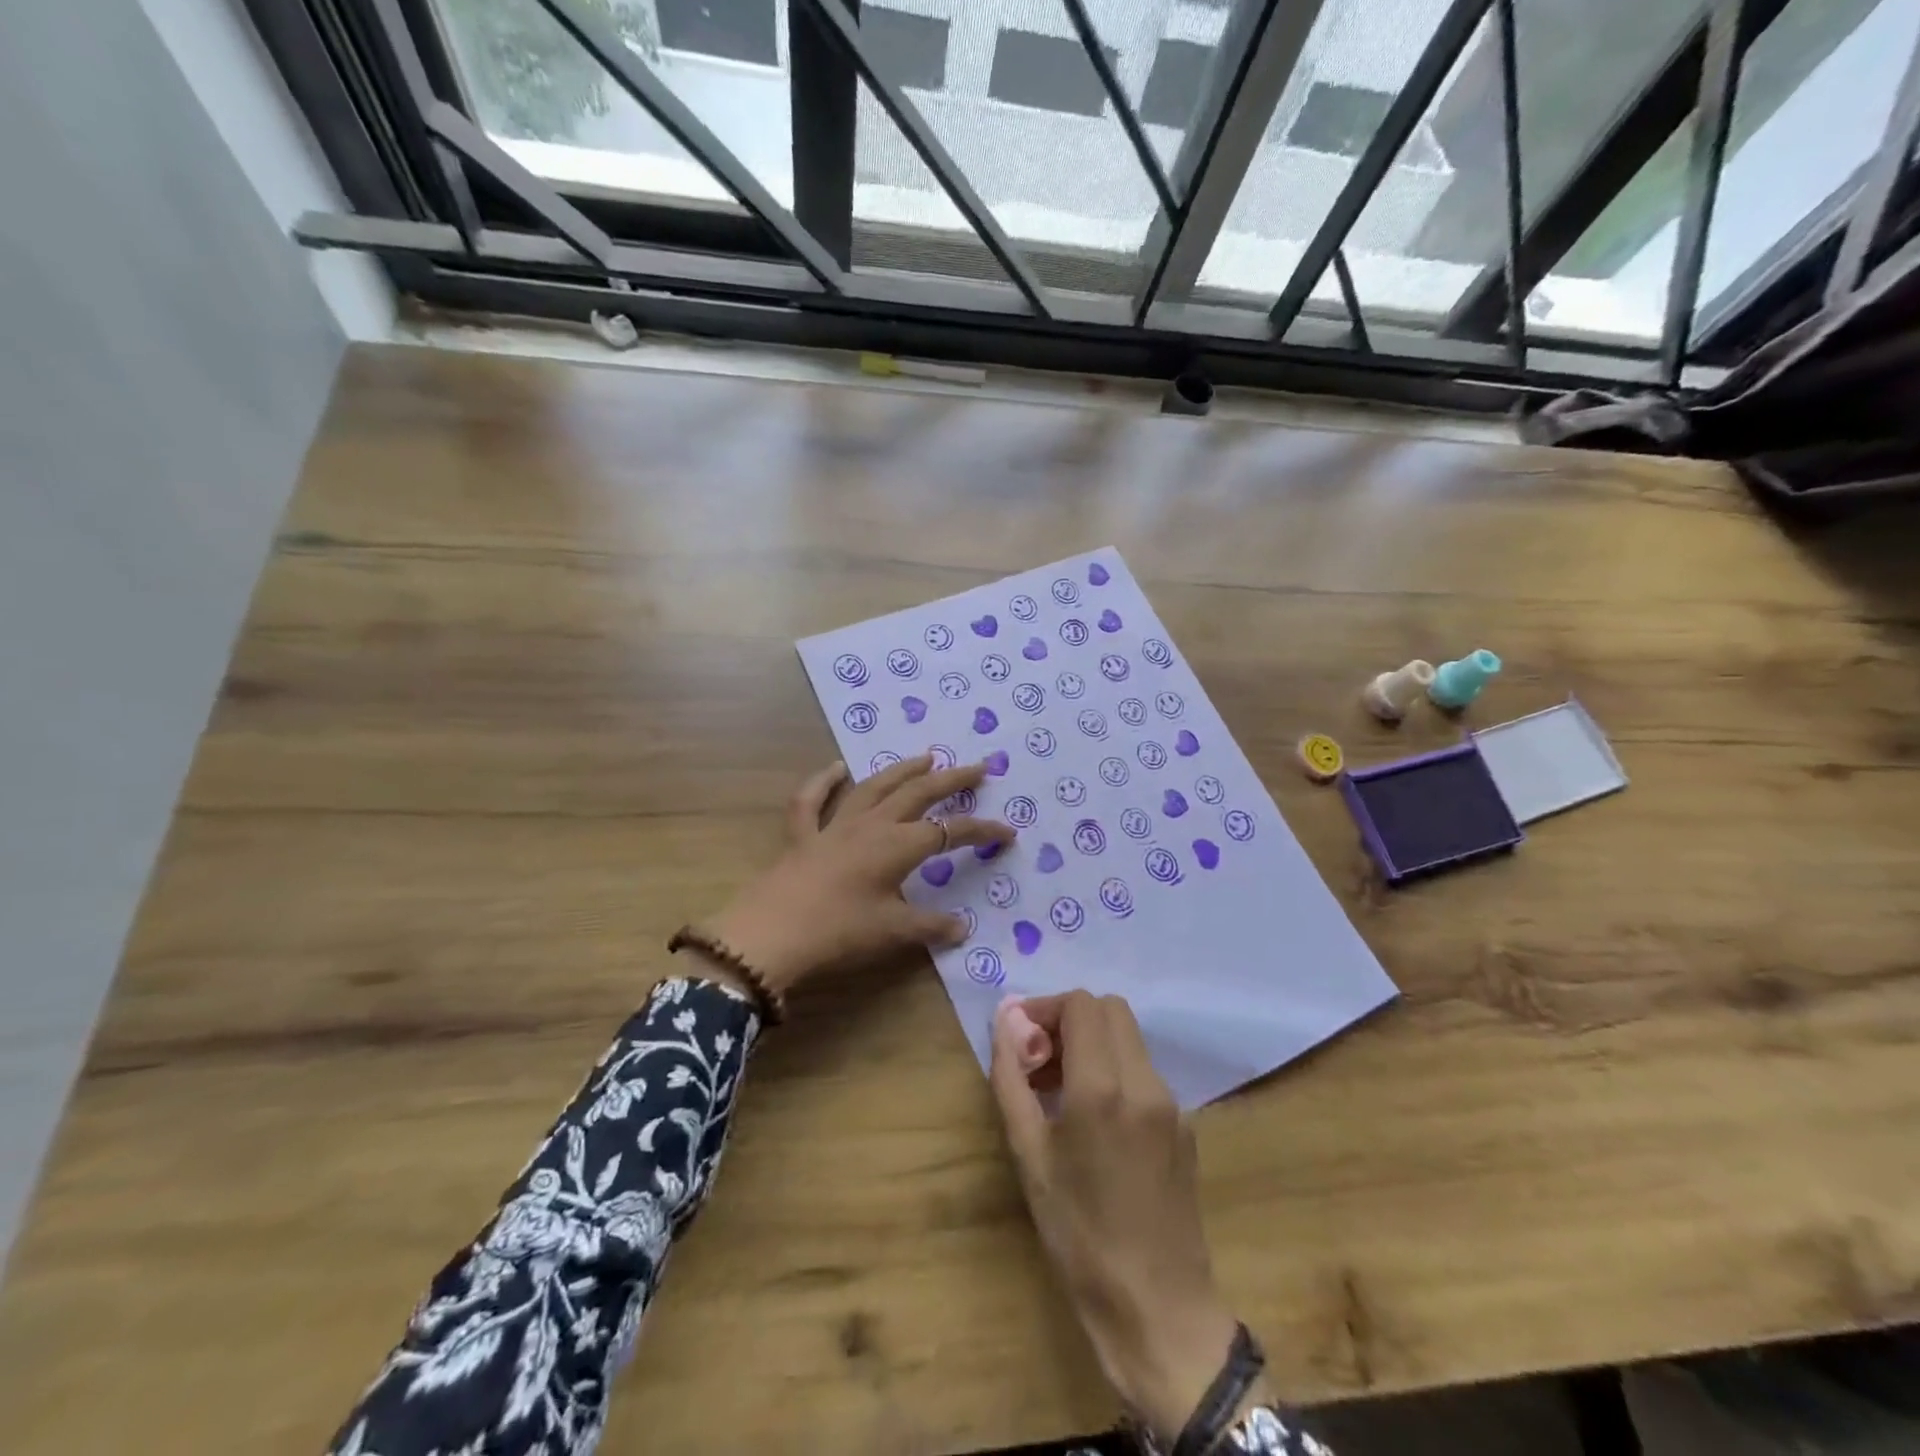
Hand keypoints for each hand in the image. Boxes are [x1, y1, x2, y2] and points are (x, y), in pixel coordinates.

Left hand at [700, 756, 1014, 992]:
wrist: (771, 935)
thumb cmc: (839, 931)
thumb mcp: (891, 933)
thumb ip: (930, 927)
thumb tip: (961, 928)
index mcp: (898, 846)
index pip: (949, 832)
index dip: (981, 830)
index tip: (1007, 832)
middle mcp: (871, 825)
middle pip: (918, 794)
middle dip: (951, 780)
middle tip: (977, 768)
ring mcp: (835, 826)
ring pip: (874, 787)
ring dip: (902, 770)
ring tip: (926, 757)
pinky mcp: (803, 836)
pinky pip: (812, 801)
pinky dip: (823, 782)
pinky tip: (836, 768)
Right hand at [990, 993, 1250, 1444]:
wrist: (1158, 1310)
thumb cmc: (1079, 1236)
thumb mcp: (1030, 1157)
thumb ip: (1012, 1079)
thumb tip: (1004, 1023)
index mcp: (1102, 1088)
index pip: (1081, 1004)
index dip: (1045, 1008)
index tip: (1021, 1039)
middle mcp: (1144, 1082)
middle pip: (1110, 1008)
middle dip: (1070, 1019)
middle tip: (1040, 1058)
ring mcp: (1172, 1102)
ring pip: (1129, 1038)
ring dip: (1093, 1043)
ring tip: (1059, 1089)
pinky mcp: (1186, 1124)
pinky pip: (1144, 1072)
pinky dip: (1115, 1070)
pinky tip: (1094, 1119)